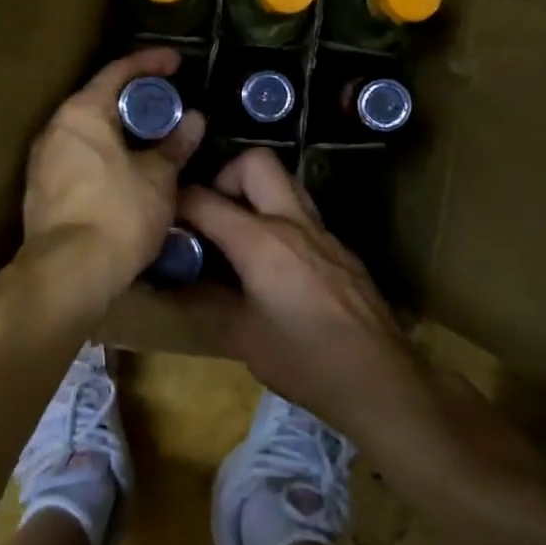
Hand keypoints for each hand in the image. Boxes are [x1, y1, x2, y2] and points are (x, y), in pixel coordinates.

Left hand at [23, 48, 205, 293]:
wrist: (69, 274)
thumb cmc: (118, 214)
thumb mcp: (158, 177)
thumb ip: (175, 144)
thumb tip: (194, 121)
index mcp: (81, 113)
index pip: (118, 71)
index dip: (150, 63)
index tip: (177, 62)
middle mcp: (55, 129)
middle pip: (99, 100)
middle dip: (136, 100)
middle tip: (170, 105)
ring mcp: (43, 161)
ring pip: (89, 133)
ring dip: (122, 131)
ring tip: (155, 139)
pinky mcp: (43, 191)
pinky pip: (80, 158)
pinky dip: (107, 156)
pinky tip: (130, 172)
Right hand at [179, 148, 420, 435]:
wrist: (381, 382)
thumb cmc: (304, 361)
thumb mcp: (241, 336)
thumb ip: (202, 300)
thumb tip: (168, 284)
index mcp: (261, 241)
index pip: (205, 199)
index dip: (176, 204)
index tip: (164, 220)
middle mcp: (293, 223)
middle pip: (255, 162)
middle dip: (225, 177)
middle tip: (212, 216)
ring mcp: (322, 233)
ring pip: (284, 183)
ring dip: (254, 195)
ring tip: (236, 236)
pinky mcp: (340, 249)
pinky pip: (302, 214)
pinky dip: (278, 221)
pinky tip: (271, 265)